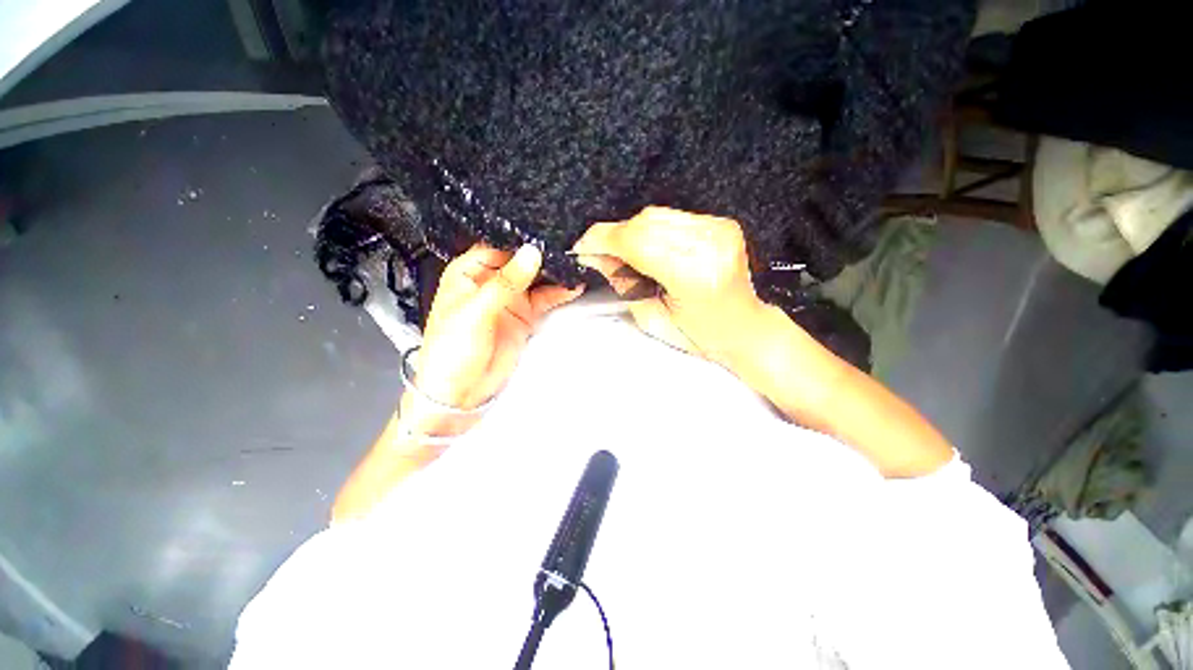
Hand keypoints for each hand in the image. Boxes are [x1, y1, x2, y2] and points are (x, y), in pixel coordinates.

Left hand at [414, 244, 583, 410]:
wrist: (461, 391)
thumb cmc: (454, 349)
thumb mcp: (476, 312)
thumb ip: (505, 283)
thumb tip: (531, 253)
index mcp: (469, 273)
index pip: (497, 246)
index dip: (519, 239)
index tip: (545, 232)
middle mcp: (490, 282)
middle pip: (519, 260)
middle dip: (541, 254)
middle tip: (568, 244)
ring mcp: (510, 299)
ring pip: (535, 278)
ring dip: (553, 272)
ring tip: (576, 262)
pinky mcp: (524, 316)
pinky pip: (544, 299)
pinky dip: (559, 293)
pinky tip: (573, 286)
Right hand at [572, 206, 768, 364]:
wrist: (744, 328)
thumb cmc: (699, 334)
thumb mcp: (651, 318)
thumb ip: (622, 282)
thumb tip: (595, 256)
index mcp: (693, 275)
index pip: (636, 241)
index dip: (603, 240)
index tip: (583, 248)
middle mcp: (710, 244)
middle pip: (645, 222)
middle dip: (615, 235)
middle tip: (601, 254)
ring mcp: (719, 229)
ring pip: (657, 215)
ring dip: (633, 232)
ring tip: (627, 255)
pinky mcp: (722, 223)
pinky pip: (673, 216)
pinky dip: (653, 229)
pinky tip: (651, 249)